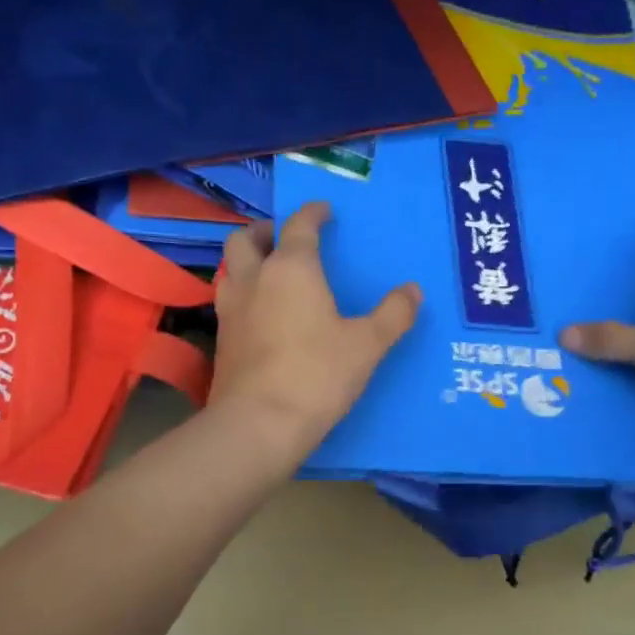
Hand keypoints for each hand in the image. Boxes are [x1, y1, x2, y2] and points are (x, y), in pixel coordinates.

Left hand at [211, 202, 420, 453]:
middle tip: (285, 239)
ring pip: (230, 268)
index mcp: (291, 269)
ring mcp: (230, 309)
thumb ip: (393, 314)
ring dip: (248, 262)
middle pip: (246, 238)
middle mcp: (254, 279)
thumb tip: (413, 291)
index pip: (299, 225)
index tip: (324, 211)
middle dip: (265, 231)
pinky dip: (244, 295)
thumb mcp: (367, 345)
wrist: (259, 423)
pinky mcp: (221, 340)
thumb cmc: (317, 375)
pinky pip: (229, 301)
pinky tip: (260, 315)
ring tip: (270, 275)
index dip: (313, 213)